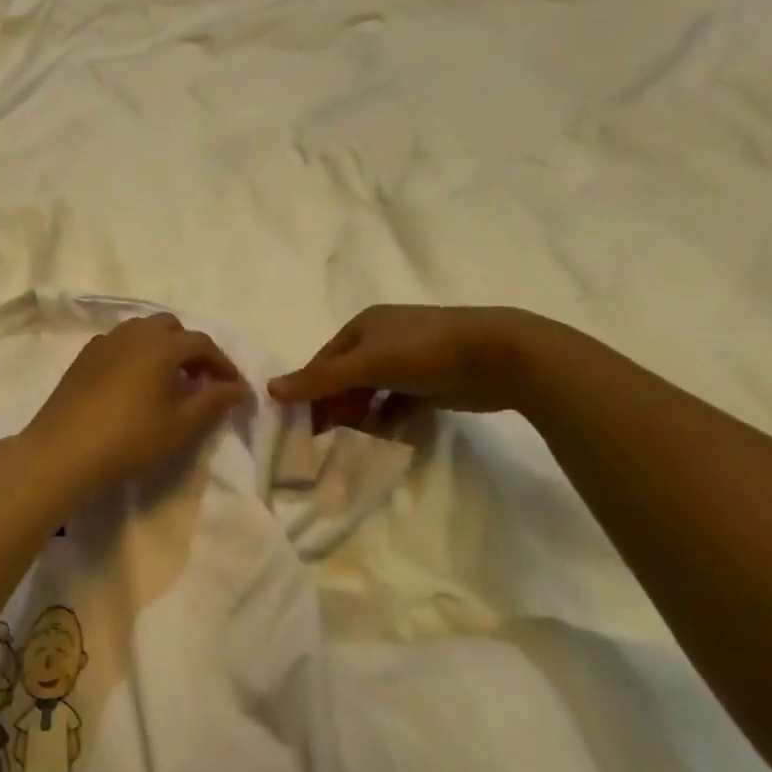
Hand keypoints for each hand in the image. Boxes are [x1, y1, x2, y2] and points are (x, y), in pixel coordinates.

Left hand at [20, 314, 250, 494]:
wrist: (63, 451)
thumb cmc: (129, 439)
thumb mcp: (180, 426)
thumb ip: (213, 402)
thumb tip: (239, 388)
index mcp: (160, 345)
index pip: (200, 343)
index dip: (221, 363)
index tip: (233, 387)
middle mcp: (132, 334)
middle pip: (170, 327)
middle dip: (190, 349)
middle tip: (200, 380)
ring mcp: (104, 342)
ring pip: (141, 331)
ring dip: (162, 348)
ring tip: (168, 381)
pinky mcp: (83, 357)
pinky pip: (119, 344)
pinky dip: (136, 354)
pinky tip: (134, 384)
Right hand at [267, 304, 542, 430]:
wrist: (500, 356)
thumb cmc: (424, 351)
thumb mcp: (367, 364)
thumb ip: (321, 379)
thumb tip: (270, 388)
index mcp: (363, 327)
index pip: (324, 360)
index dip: (310, 390)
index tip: (300, 424)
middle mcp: (383, 340)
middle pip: (346, 377)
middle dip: (334, 406)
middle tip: (322, 441)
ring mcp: (409, 362)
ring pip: (372, 393)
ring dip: (359, 416)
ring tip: (348, 444)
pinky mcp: (432, 384)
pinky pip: (398, 405)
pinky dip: (387, 421)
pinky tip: (381, 440)